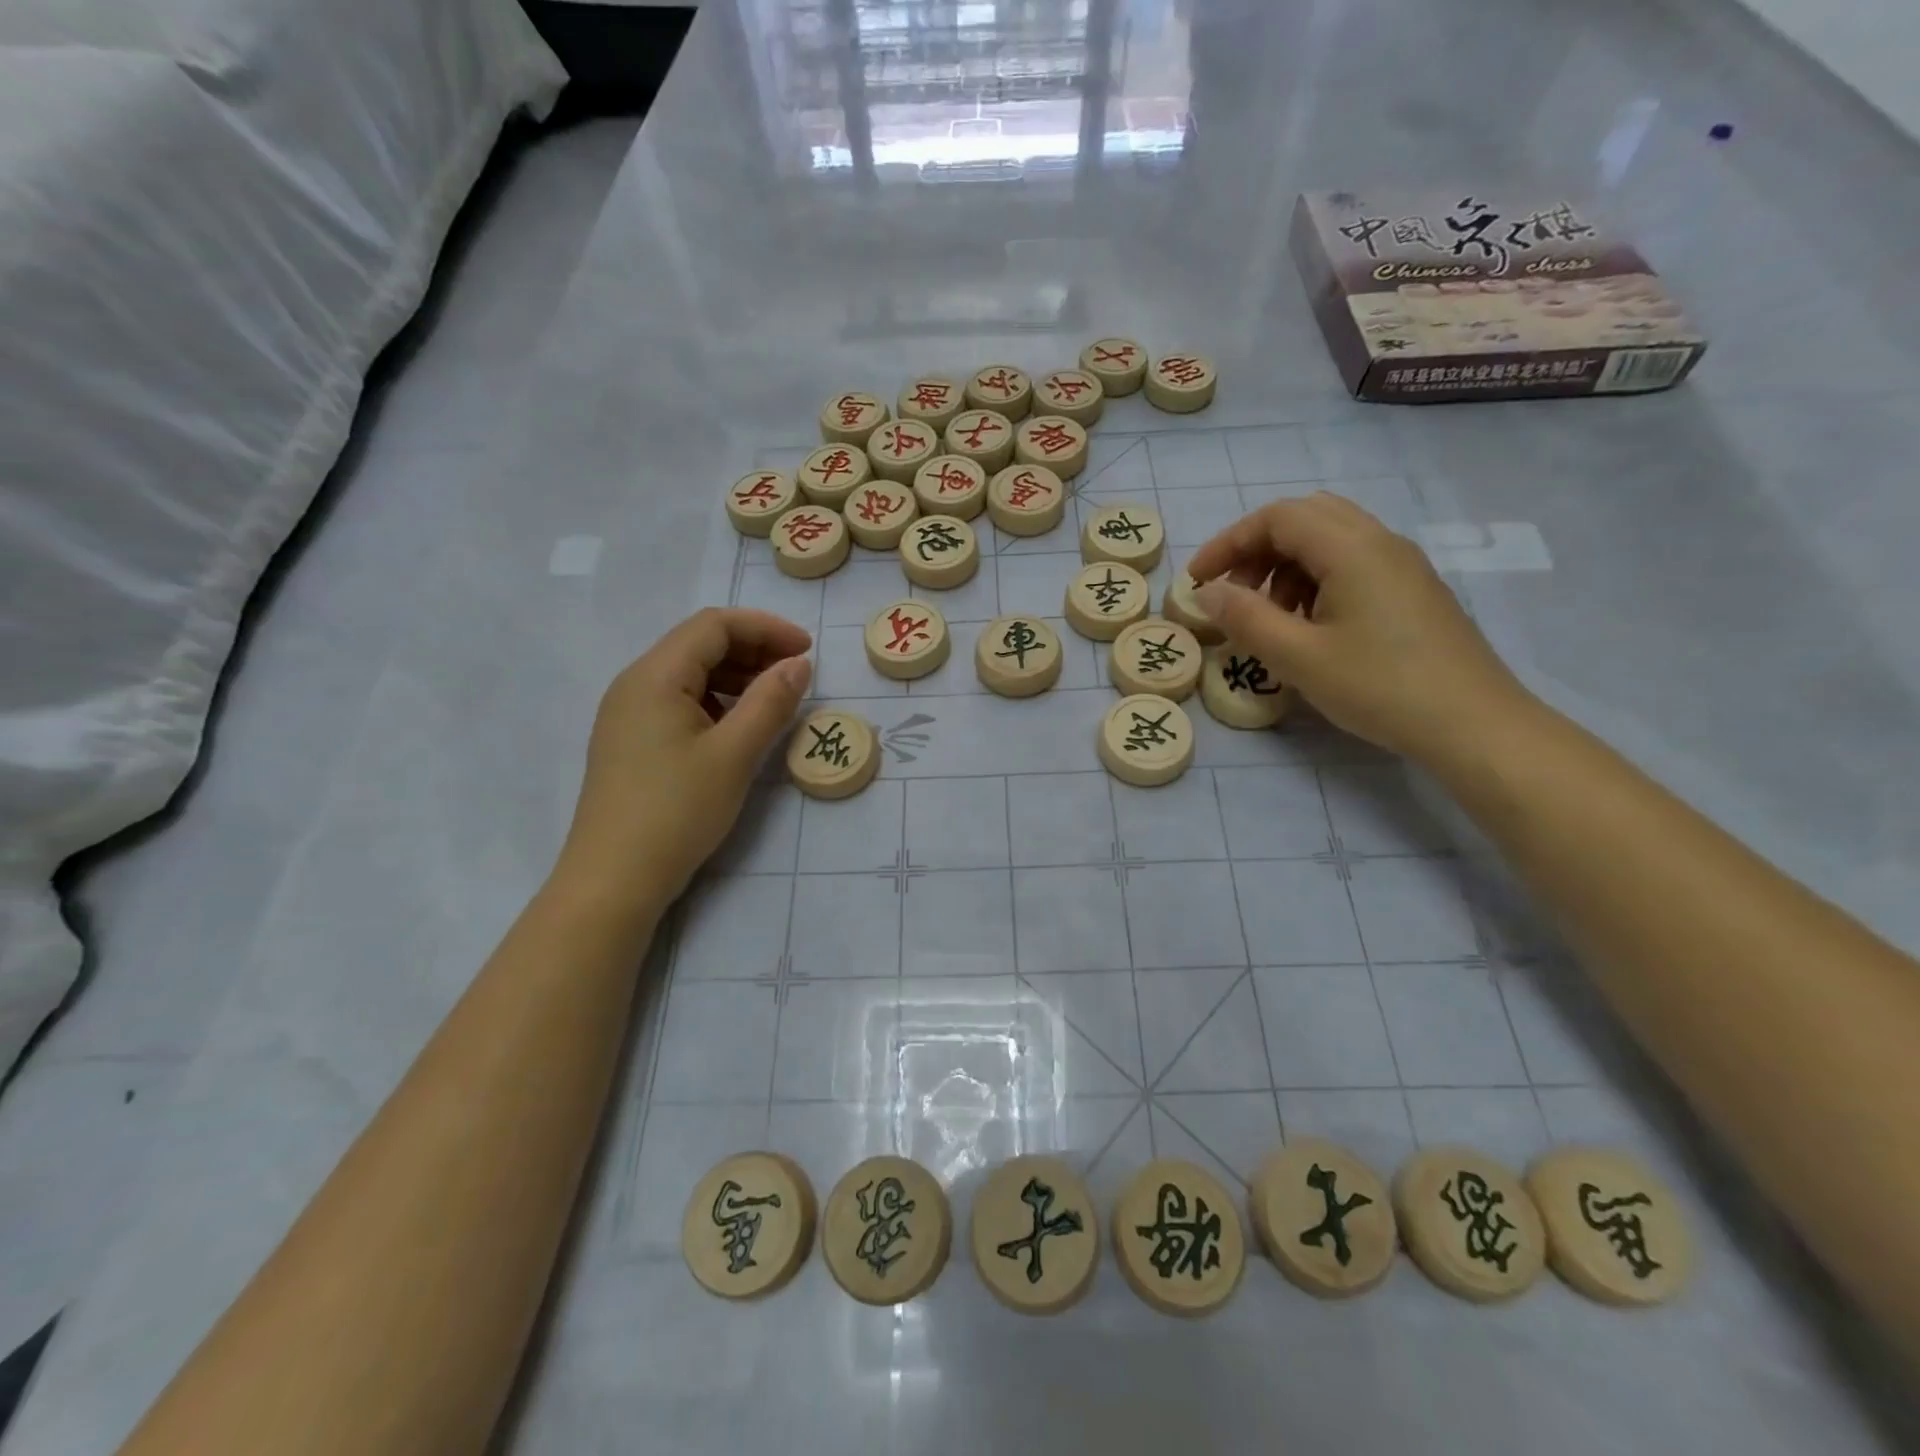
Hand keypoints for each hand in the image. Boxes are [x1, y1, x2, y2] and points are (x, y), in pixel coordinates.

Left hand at [559, 608, 812, 905]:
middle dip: (753, 650)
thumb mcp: (734, 755)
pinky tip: (739, 728)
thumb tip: (798, 663)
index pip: (714, 626)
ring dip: (737, 676)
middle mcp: (635, 684)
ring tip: (775, 701)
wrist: (613, 879)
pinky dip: (717, 702)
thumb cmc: (676, 811)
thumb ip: (770, 702)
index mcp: (655, 676)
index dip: (766, 629)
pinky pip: (680, 703)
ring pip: (690, 674)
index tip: (808, 652)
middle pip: (699, 644)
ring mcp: (629, 714)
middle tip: (797, 675)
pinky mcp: (632, 742)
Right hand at [1186, 494, 1530, 763]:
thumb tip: (1208, 592)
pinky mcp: (1412, 590)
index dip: (1228, 542)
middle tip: (1233, 594)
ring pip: (1329, 540)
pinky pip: (1352, 563)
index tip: (1198, 582)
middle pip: (1305, 518)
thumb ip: (1245, 618)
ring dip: (1285, 566)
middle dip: (1257, 550)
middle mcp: (1380, 542)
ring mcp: (1402, 564)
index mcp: (1351, 548)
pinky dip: (1315, 580)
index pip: (1277, 518)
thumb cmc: (1379, 687)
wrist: (1472, 724)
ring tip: (1270, 618)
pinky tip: (1310, 627)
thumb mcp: (1298, 657)